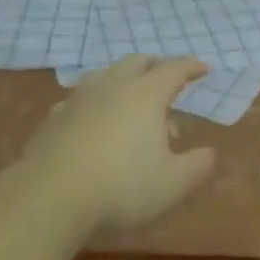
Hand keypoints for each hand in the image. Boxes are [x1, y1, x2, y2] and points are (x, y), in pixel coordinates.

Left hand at [23, 55, 215, 237]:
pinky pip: (81, 99)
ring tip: (132, 104)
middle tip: (167, 80)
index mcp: (146, 95)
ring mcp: (79, 98)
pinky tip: (95, 123)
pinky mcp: (55, 117)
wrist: (50, 196)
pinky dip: (96, 103)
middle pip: (137, 62)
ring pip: (106, 76)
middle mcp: (113, 86)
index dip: (191, 67)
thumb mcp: (172, 184)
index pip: (174, 69)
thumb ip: (197, 166)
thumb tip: (209, 153)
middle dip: (156, 66)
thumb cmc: (121, 186)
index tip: (203, 69)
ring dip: (124, 82)